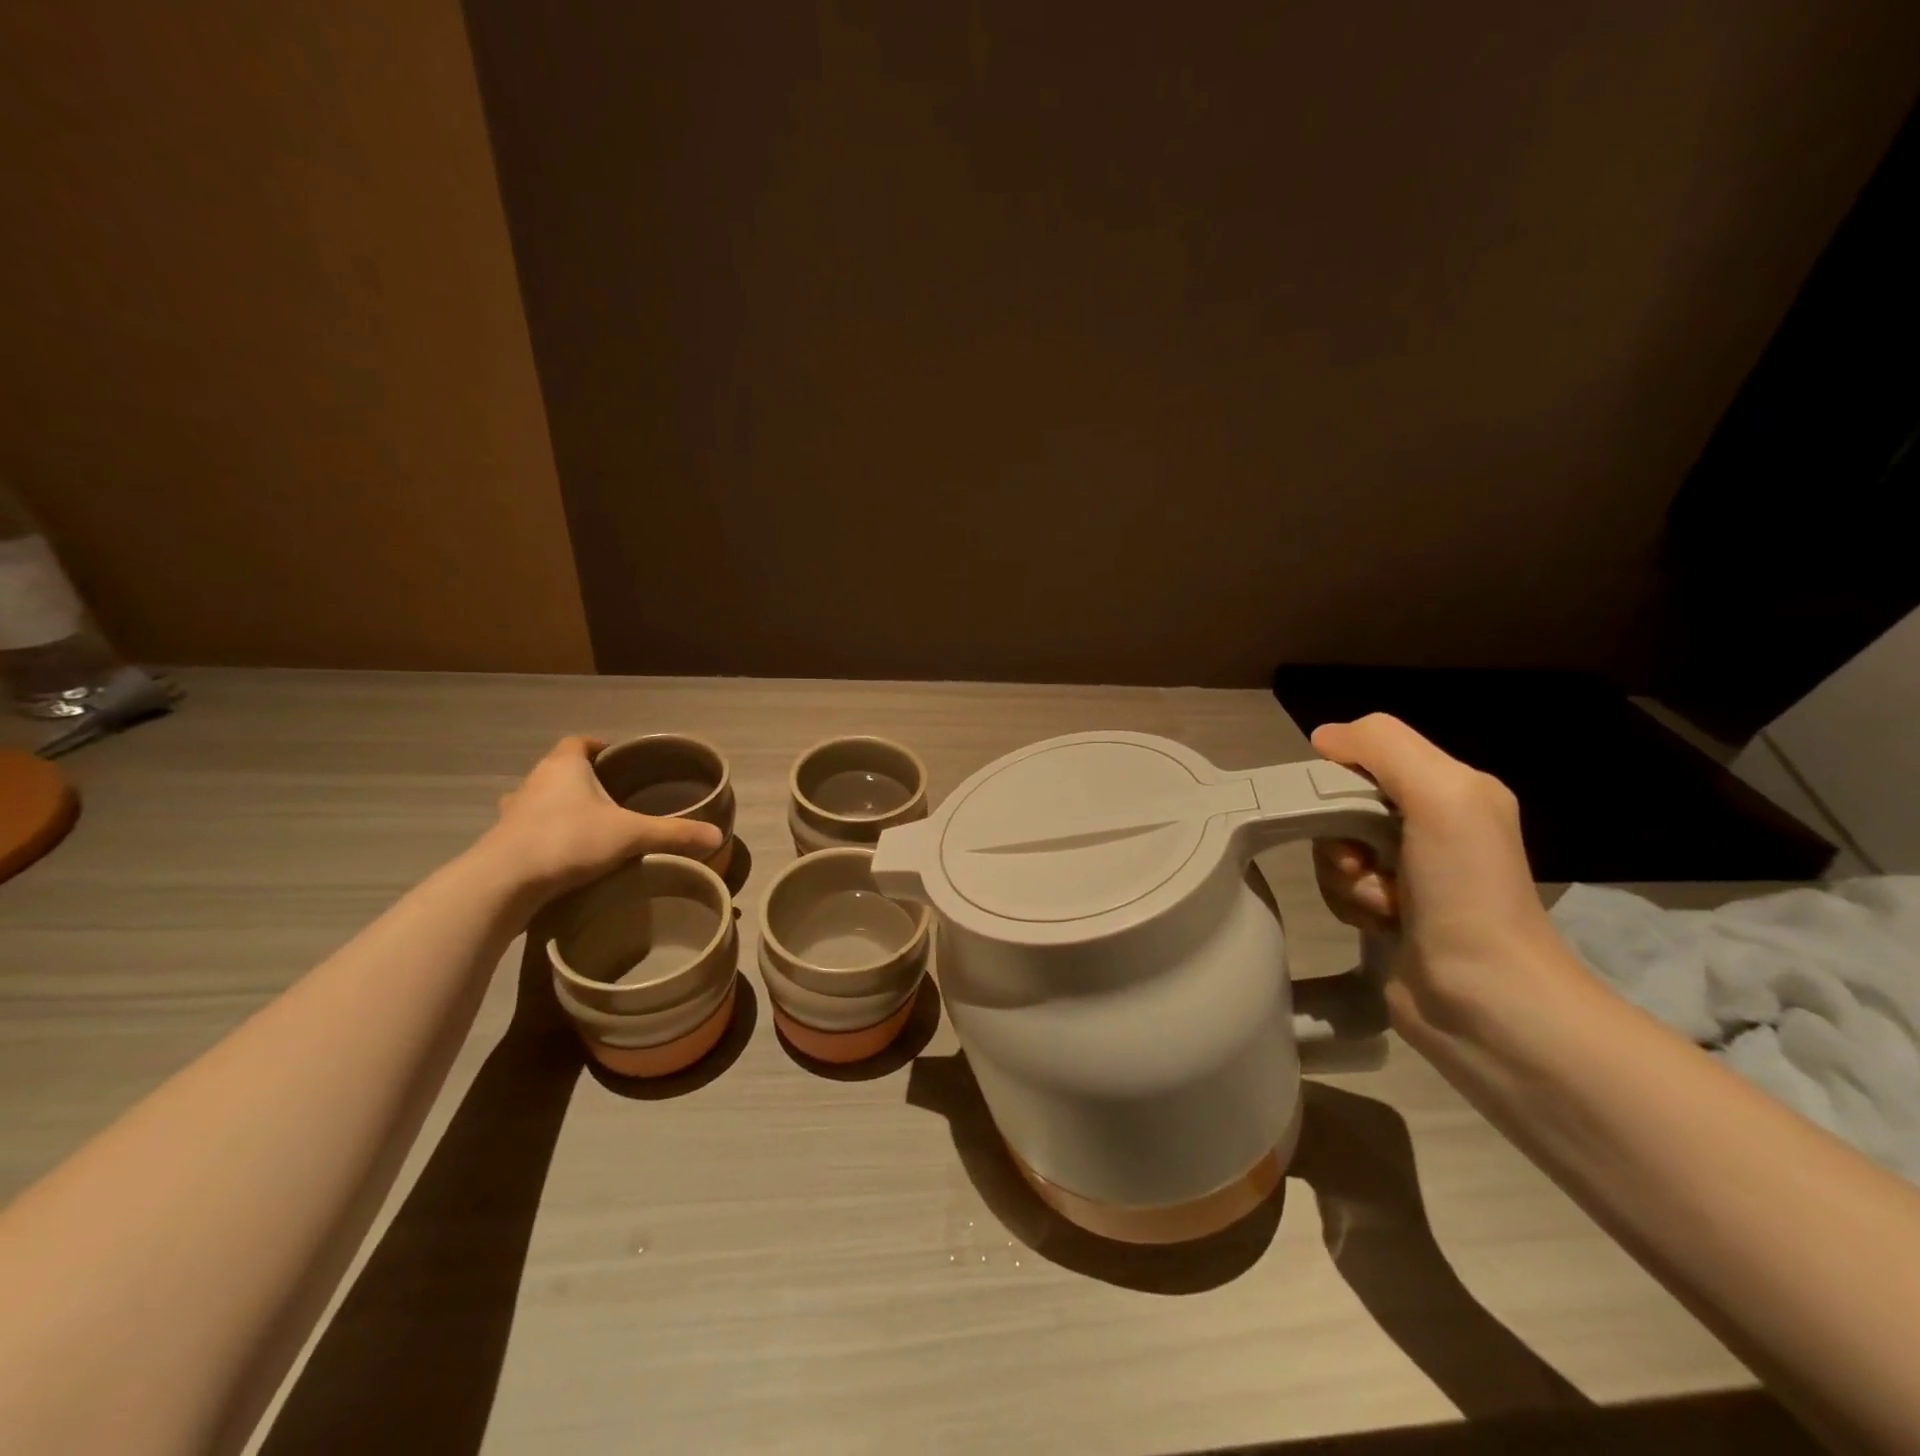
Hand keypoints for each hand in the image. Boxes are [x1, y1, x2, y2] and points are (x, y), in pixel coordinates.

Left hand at [472, 736, 722, 904]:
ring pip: (541, 800)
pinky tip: (565, 855)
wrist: (503, 883)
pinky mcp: (502, 843)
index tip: (618, 759)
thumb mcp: (631, 835)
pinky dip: (546, 836)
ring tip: (590, 827)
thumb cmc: (568, 841)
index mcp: (564, 766)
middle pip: (560, 770)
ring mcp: (513, 813)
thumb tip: (717, 835)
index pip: (580, 743)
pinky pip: (529, 830)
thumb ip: (674, 834)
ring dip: (561, 808)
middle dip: (584, 780)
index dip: (599, 747)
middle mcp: (534, 782)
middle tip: (613, 797)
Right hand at [1309, 714, 1579, 1028]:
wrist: (1485, 999)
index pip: (1369, 756)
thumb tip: (1324, 738)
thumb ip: (1383, 746)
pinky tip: (1378, 922)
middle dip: (1339, 834)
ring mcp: (1412, 872)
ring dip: (1344, 875)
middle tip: (1361, 863)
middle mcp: (1434, 825)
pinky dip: (1348, 902)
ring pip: (1336, 848)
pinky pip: (1341, 887)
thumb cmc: (1466, 890)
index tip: (1339, 809)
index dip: (1342, 776)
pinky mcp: (1391, 912)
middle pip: (1345, 804)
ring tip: (1380, 903)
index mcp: (1455, 789)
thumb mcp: (1440, 795)